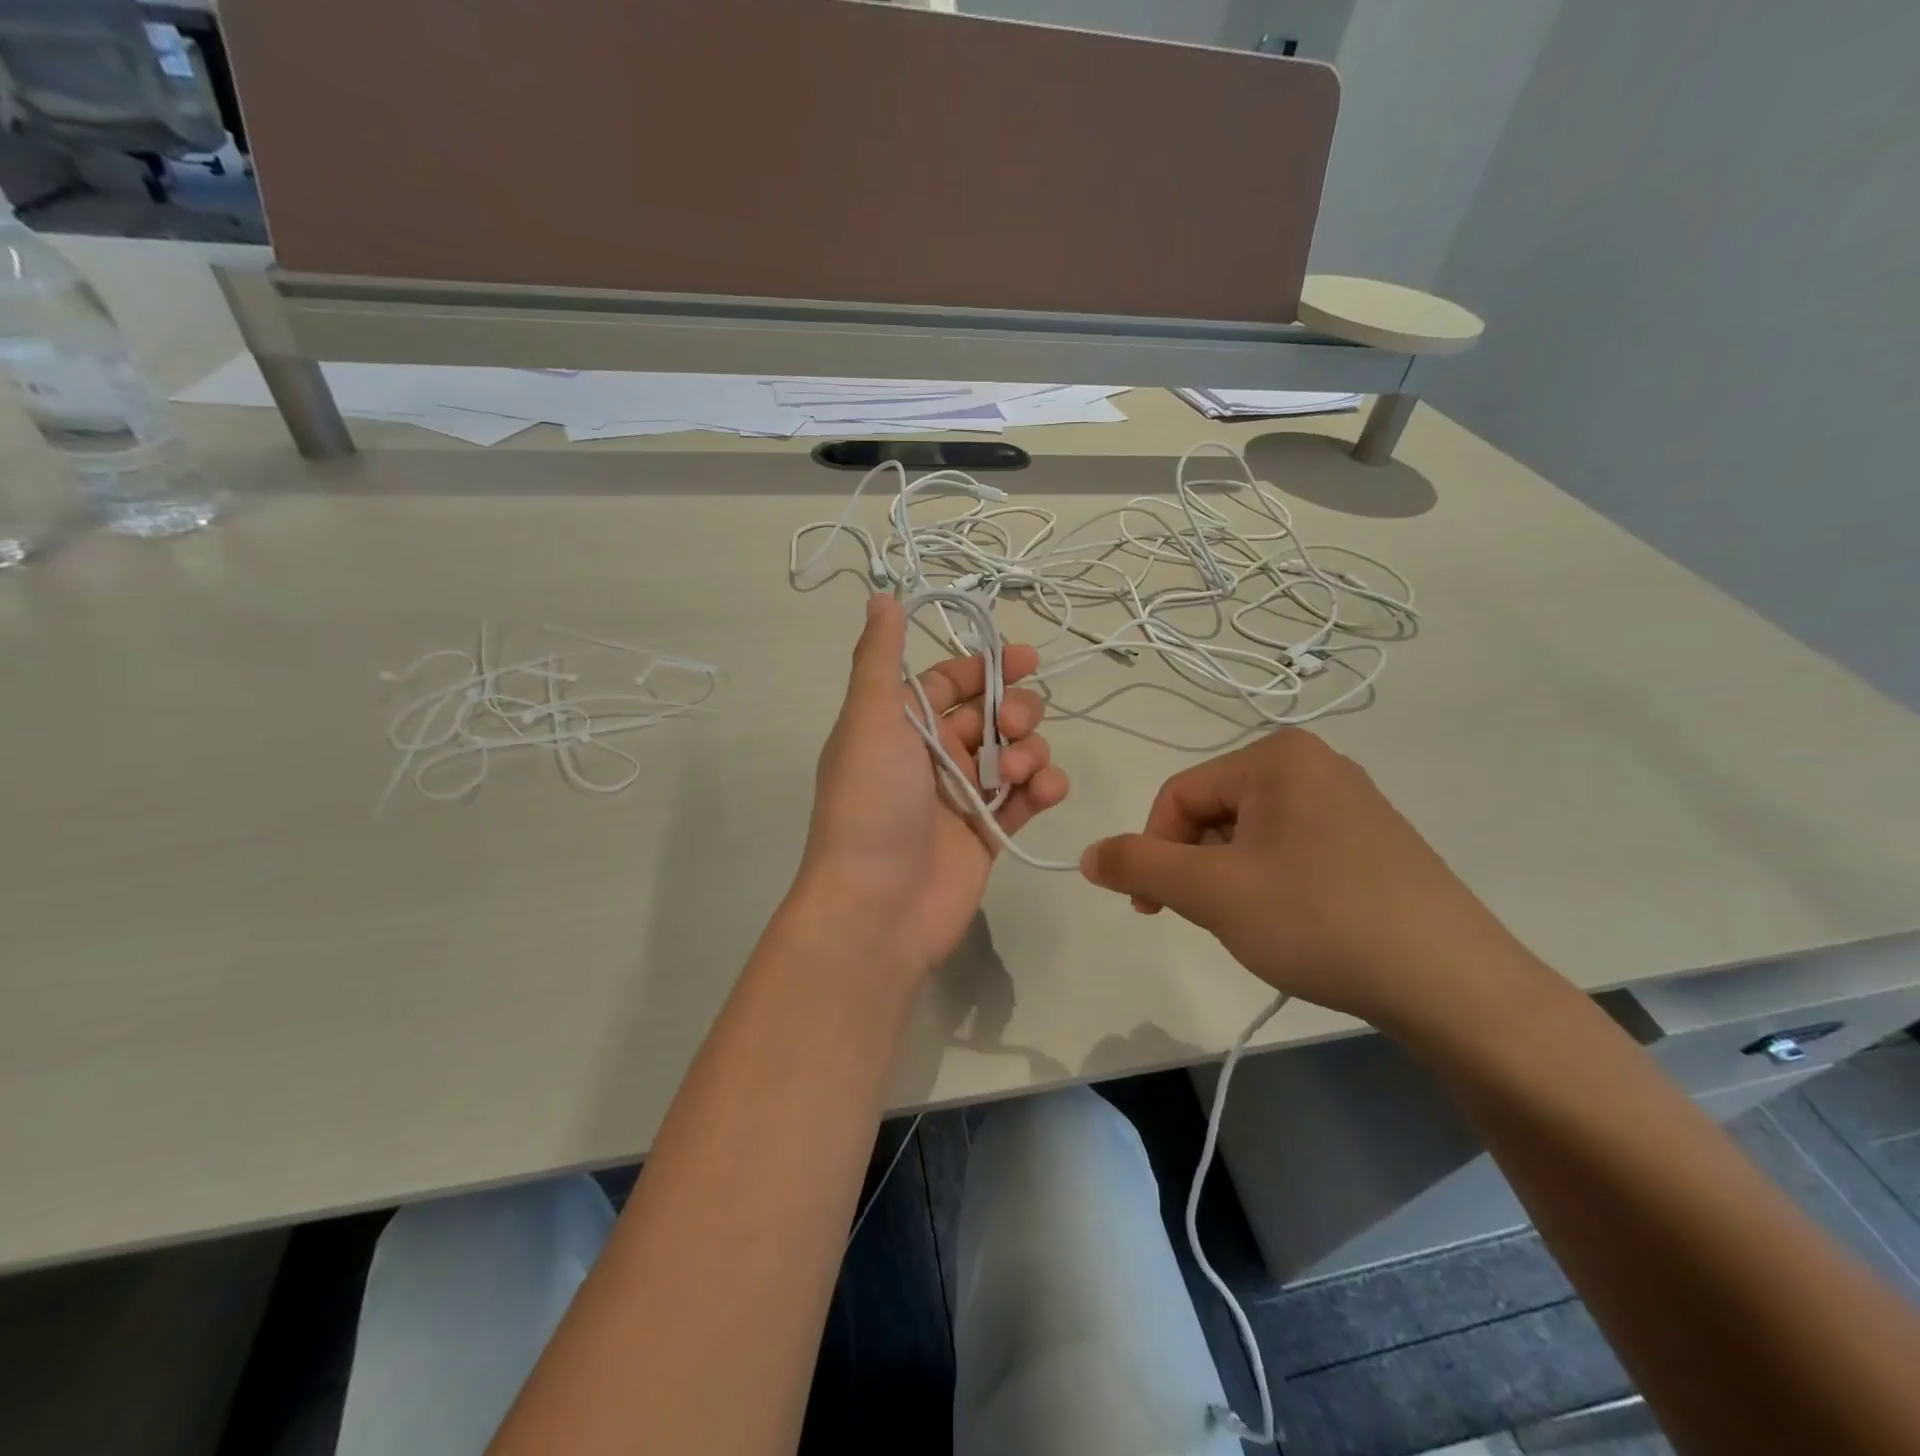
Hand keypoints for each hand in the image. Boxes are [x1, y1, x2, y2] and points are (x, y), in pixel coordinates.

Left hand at [796, 595, 1069, 976]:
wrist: (877, 906)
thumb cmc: (872, 803)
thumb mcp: (871, 718)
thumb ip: (880, 658)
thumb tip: (881, 597)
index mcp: (900, 725)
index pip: (948, 681)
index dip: (984, 666)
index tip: (1025, 657)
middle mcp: (932, 756)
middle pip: (990, 714)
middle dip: (1014, 709)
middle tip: (1016, 723)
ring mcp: (963, 796)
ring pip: (1015, 753)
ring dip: (1029, 751)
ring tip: (1017, 775)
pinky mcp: (990, 833)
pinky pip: (1028, 798)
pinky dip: (1044, 788)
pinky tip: (1043, 792)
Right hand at [1079, 728, 1546, 1033]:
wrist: (1452, 984)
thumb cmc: (1318, 920)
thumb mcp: (1211, 892)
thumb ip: (1138, 865)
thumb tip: (1088, 854)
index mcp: (1276, 756)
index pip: (1179, 795)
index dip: (1154, 851)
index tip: (1152, 909)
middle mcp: (1315, 764)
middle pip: (1216, 812)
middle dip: (1198, 868)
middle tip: (1213, 920)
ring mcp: (1351, 801)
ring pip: (1252, 835)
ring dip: (1232, 879)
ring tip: (1258, 926)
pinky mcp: (1373, 841)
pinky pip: (1293, 849)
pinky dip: (1273, 884)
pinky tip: (1296, 924)